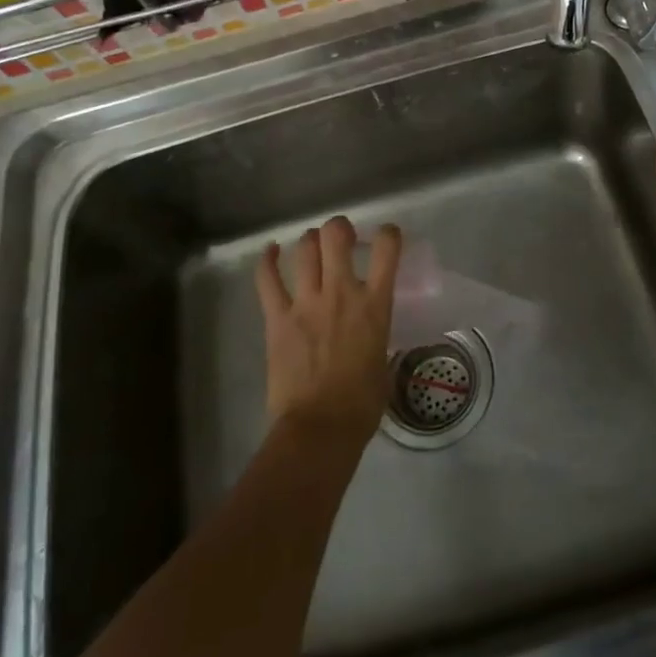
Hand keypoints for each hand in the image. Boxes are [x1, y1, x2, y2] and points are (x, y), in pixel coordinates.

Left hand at [254, 216, 400, 447]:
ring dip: (309, 241)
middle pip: (336, 236)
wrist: (321, 428)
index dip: (388, 234)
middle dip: (339, 228)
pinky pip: (267, 280)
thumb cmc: (362, 404)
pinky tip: (270, 251)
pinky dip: (267, 260)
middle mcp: (341, 292)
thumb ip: (376, 335)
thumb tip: (369, 334)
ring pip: (304, 249)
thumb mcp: (383, 361)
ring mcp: (306, 302)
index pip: (388, 250)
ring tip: (312, 245)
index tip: (386, 238)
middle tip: (341, 238)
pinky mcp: (277, 318)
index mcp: (374, 305)